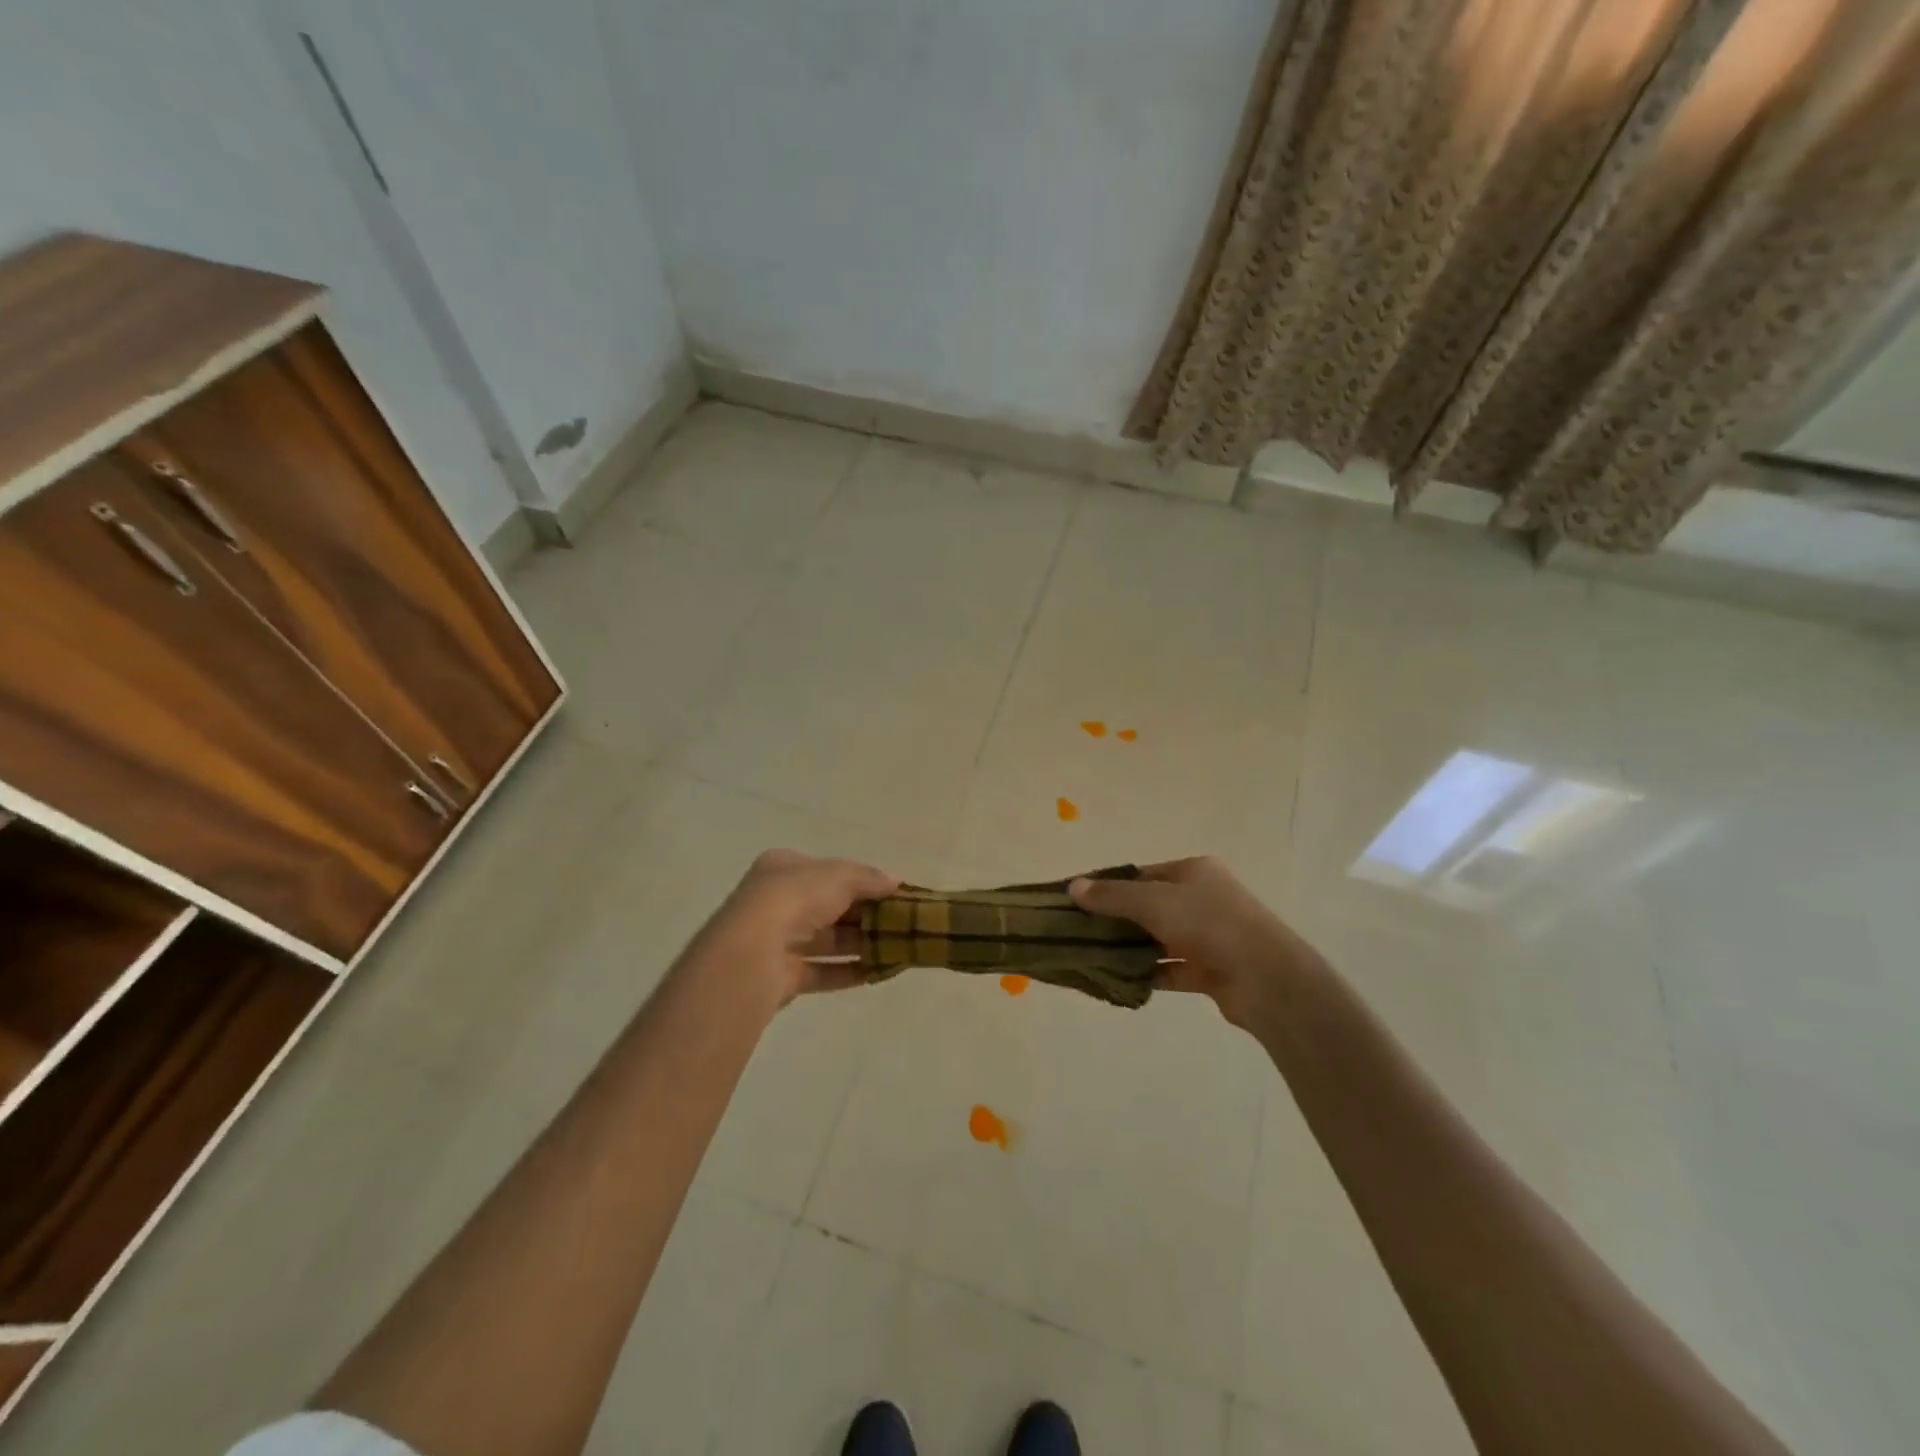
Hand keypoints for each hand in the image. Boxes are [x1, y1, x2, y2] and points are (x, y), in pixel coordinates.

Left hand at [684, 849, 898, 1005]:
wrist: (752, 952)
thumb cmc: (795, 898)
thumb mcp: (840, 875)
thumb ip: (869, 878)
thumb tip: (897, 881)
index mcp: (782, 868)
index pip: (827, 872)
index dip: (860, 881)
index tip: (892, 893)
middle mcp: (775, 901)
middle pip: (829, 907)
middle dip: (864, 915)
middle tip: (900, 923)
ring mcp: (776, 941)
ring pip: (826, 941)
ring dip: (860, 945)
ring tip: (897, 949)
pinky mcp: (781, 977)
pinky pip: (821, 972)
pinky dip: (849, 972)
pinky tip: (879, 972)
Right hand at [1069, 857, 1327, 1029]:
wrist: (1266, 979)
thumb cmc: (1209, 924)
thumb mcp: (1153, 901)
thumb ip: (1112, 896)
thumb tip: (1073, 887)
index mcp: (1194, 871)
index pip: (1142, 874)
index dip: (1109, 885)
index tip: (1077, 901)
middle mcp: (1204, 898)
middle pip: (1149, 906)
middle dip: (1116, 919)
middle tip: (1079, 932)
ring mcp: (1210, 935)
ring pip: (1160, 938)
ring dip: (1132, 948)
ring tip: (1093, 957)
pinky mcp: (1213, 970)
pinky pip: (1173, 968)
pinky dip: (1150, 973)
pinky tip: (1122, 980)